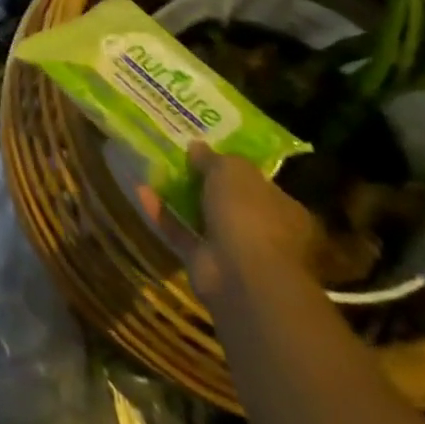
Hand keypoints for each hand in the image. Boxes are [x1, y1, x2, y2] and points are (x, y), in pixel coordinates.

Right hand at [138, 143, 320, 305]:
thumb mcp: (233, 170)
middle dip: (205, 183)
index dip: (234, 168)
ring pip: (204, 218)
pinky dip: (162, 214)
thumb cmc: (250, 215)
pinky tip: (140, 190)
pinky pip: (181, 233)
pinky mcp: (205, 264)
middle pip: (231, 202)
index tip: (208, 151)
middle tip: (177, 159)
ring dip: (181, 198)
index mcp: (284, 210)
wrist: (243, 277)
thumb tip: (197, 147)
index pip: (260, 185)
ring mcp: (235, 251)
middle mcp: (264, 232)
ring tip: (154, 170)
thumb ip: (214, 158)